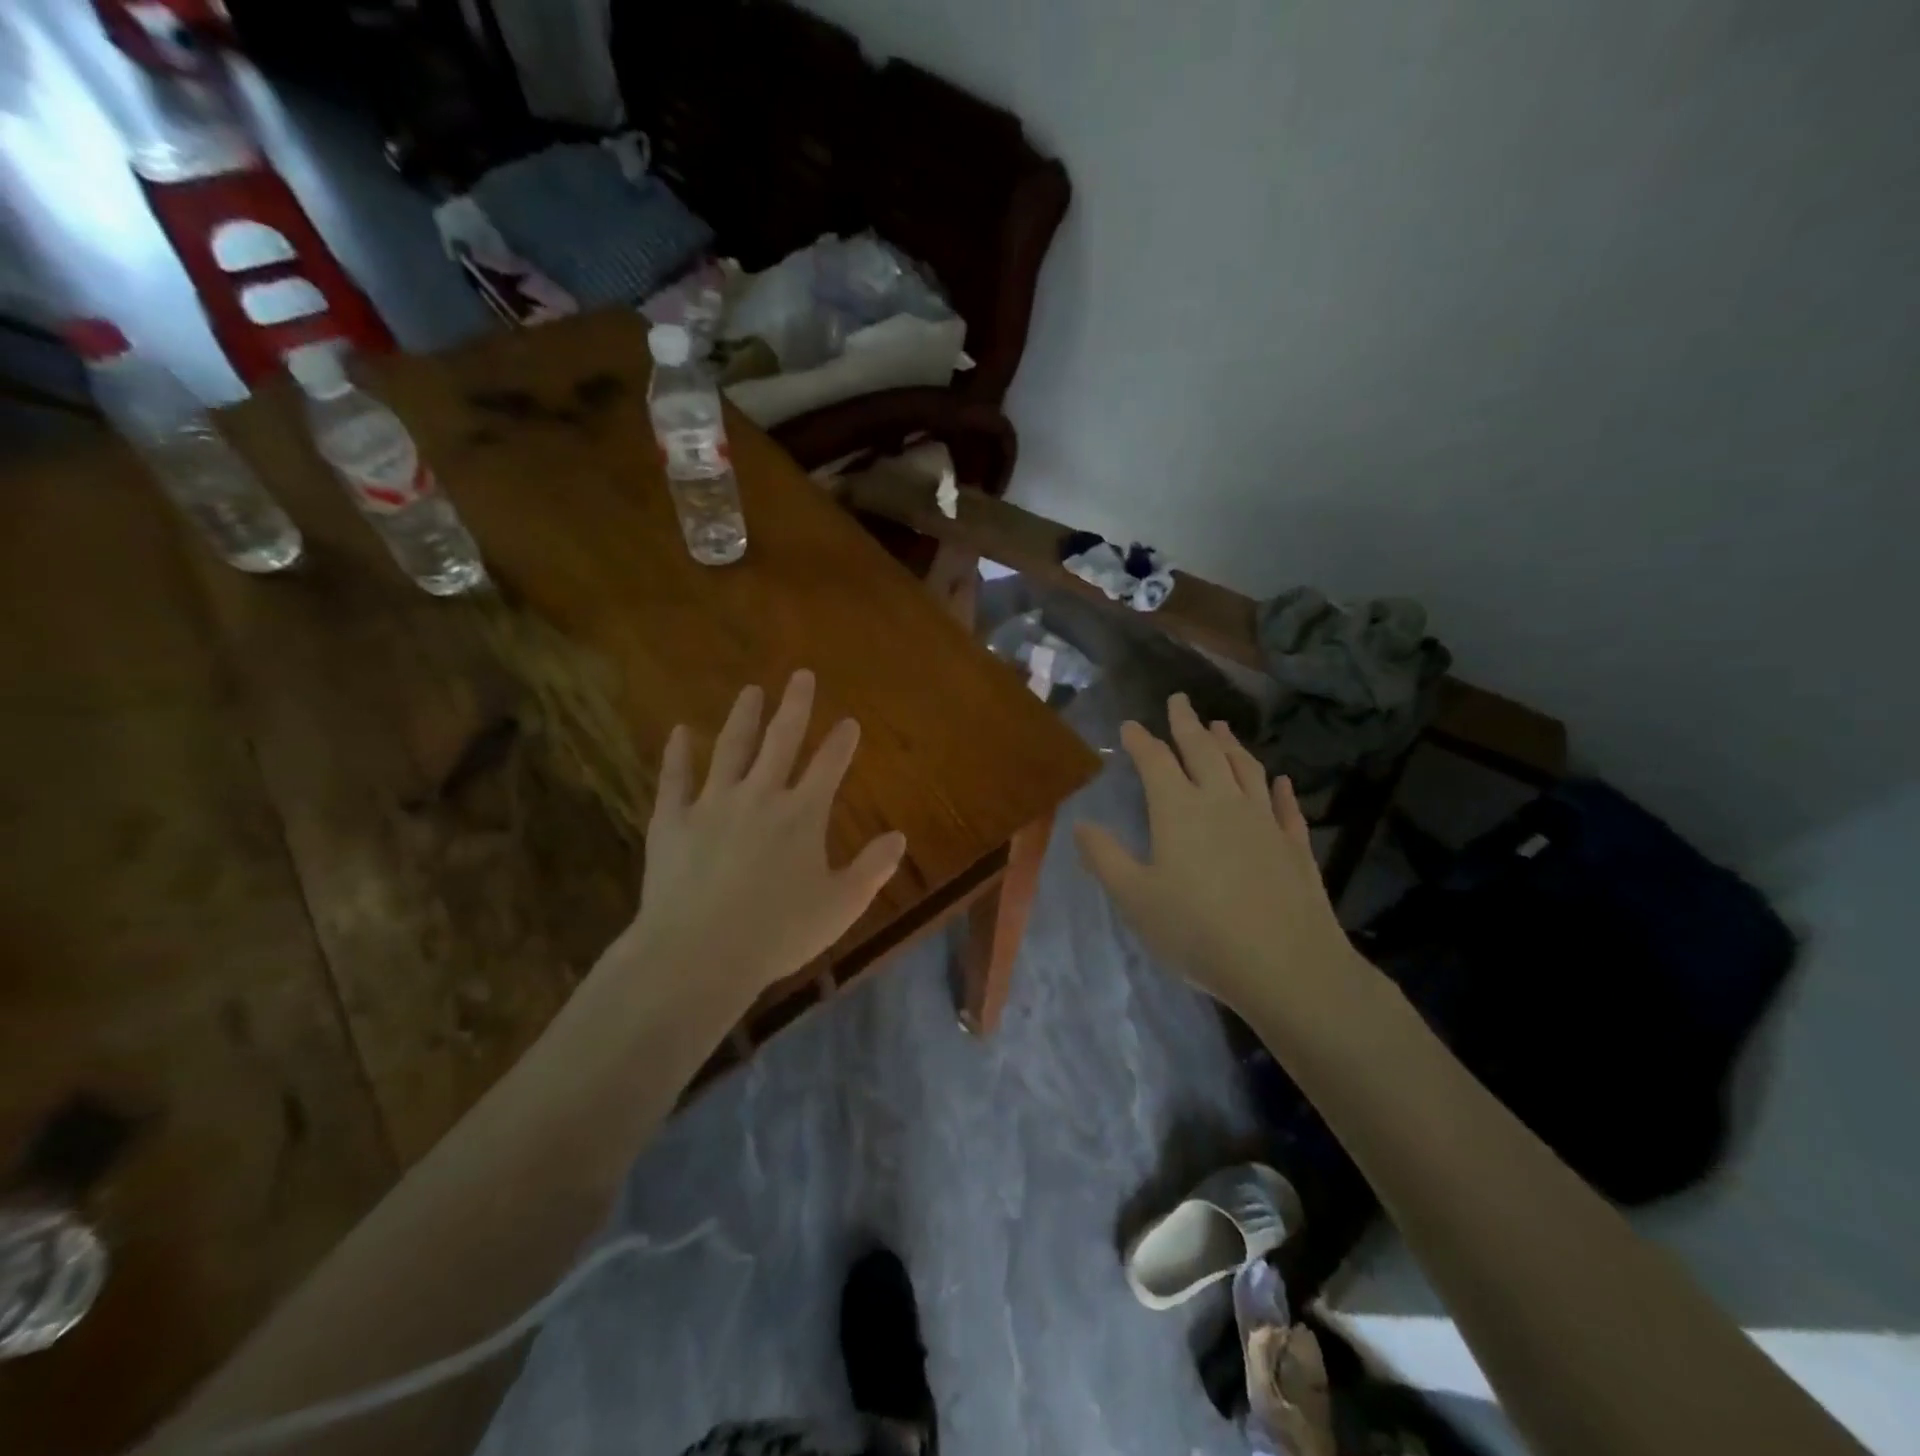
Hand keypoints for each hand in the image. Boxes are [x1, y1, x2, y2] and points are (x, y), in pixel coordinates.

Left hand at [618, 671, 906, 1005]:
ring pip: (730, 748)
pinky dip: (677, 753)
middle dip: (795, 706)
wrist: (699, 953)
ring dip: (743, 717)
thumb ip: (873, 868)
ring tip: (750, 690)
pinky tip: (678, 732)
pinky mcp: (672, 820)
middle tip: (801, 675)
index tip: (849, 721)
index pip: (829, 765)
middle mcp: (760, 795)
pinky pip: (675, 778)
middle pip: (781, 740)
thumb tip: (899, 836)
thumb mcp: (841, 905)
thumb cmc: (778, 932)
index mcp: (802, 814)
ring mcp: (712, 803)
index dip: (841, 742)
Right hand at [1074, 693, 1358, 1018]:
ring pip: (1245, 769)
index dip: (1140, 740)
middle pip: (1203, 751)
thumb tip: (1080, 823)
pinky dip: (1279, 789)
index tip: (1130, 725)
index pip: (1155, 762)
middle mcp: (1222, 802)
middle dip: (1187, 723)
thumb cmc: (1197, 930)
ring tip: (1221, 726)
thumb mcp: (1135, 898)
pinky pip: (1285, 806)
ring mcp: (1263, 820)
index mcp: (1178, 810)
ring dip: (1231, 744)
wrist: (1284, 964)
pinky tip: (1280, 781)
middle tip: (1180, 700)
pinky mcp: (1294, 845)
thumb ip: (1105, 857)